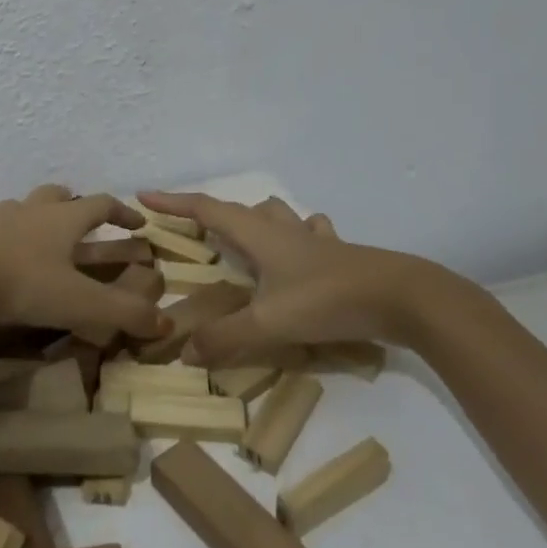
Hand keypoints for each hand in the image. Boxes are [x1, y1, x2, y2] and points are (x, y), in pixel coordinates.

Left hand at [0, 185, 166, 340]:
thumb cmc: (24, 284)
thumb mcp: (80, 303)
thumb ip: (124, 312)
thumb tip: (165, 324)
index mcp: (63, 218)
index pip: (101, 203)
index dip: (123, 212)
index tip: (138, 224)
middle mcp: (31, 210)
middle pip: (57, 194)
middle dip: (74, 203)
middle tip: (83, 221)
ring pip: (22, 206)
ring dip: (35, 215)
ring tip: (40, 235)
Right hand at [138, 191, 456, 365]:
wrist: (402, 296)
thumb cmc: (328, 300)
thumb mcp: (271, 324)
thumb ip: (227, 339)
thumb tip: (184, 351)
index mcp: (258, 235)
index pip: (206, 210)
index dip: (174, 203)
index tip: (144, 196)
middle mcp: (282, 229)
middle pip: (239, 209)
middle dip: (212, 215)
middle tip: (195, 232)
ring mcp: (313, 238)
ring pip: (276, 214)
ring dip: (255, 220)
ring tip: (245, 238)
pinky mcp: (339, 253)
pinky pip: (311, 232)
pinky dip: (298, 234)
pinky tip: (303, 249)